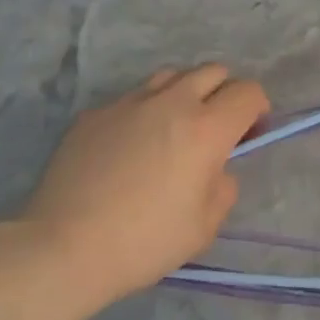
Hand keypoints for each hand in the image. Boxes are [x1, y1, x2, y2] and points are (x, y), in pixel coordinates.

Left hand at [0, 65, 268, 319]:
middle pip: (212, 71)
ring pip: (171, 75)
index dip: (257, 108)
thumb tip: (216, 168)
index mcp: (206, 128)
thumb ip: (223, 187)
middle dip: (224, 93)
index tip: (250, 132)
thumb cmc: (144, 242)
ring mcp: (129, 102)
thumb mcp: (204, 227)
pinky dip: (144, 111)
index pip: (248, 92)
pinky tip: (130, 145)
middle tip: (216, 126)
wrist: (63, 247)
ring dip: (185, 92)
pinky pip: (132, 98)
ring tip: (175, 125)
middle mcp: (172, 102)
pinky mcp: (95, 112)